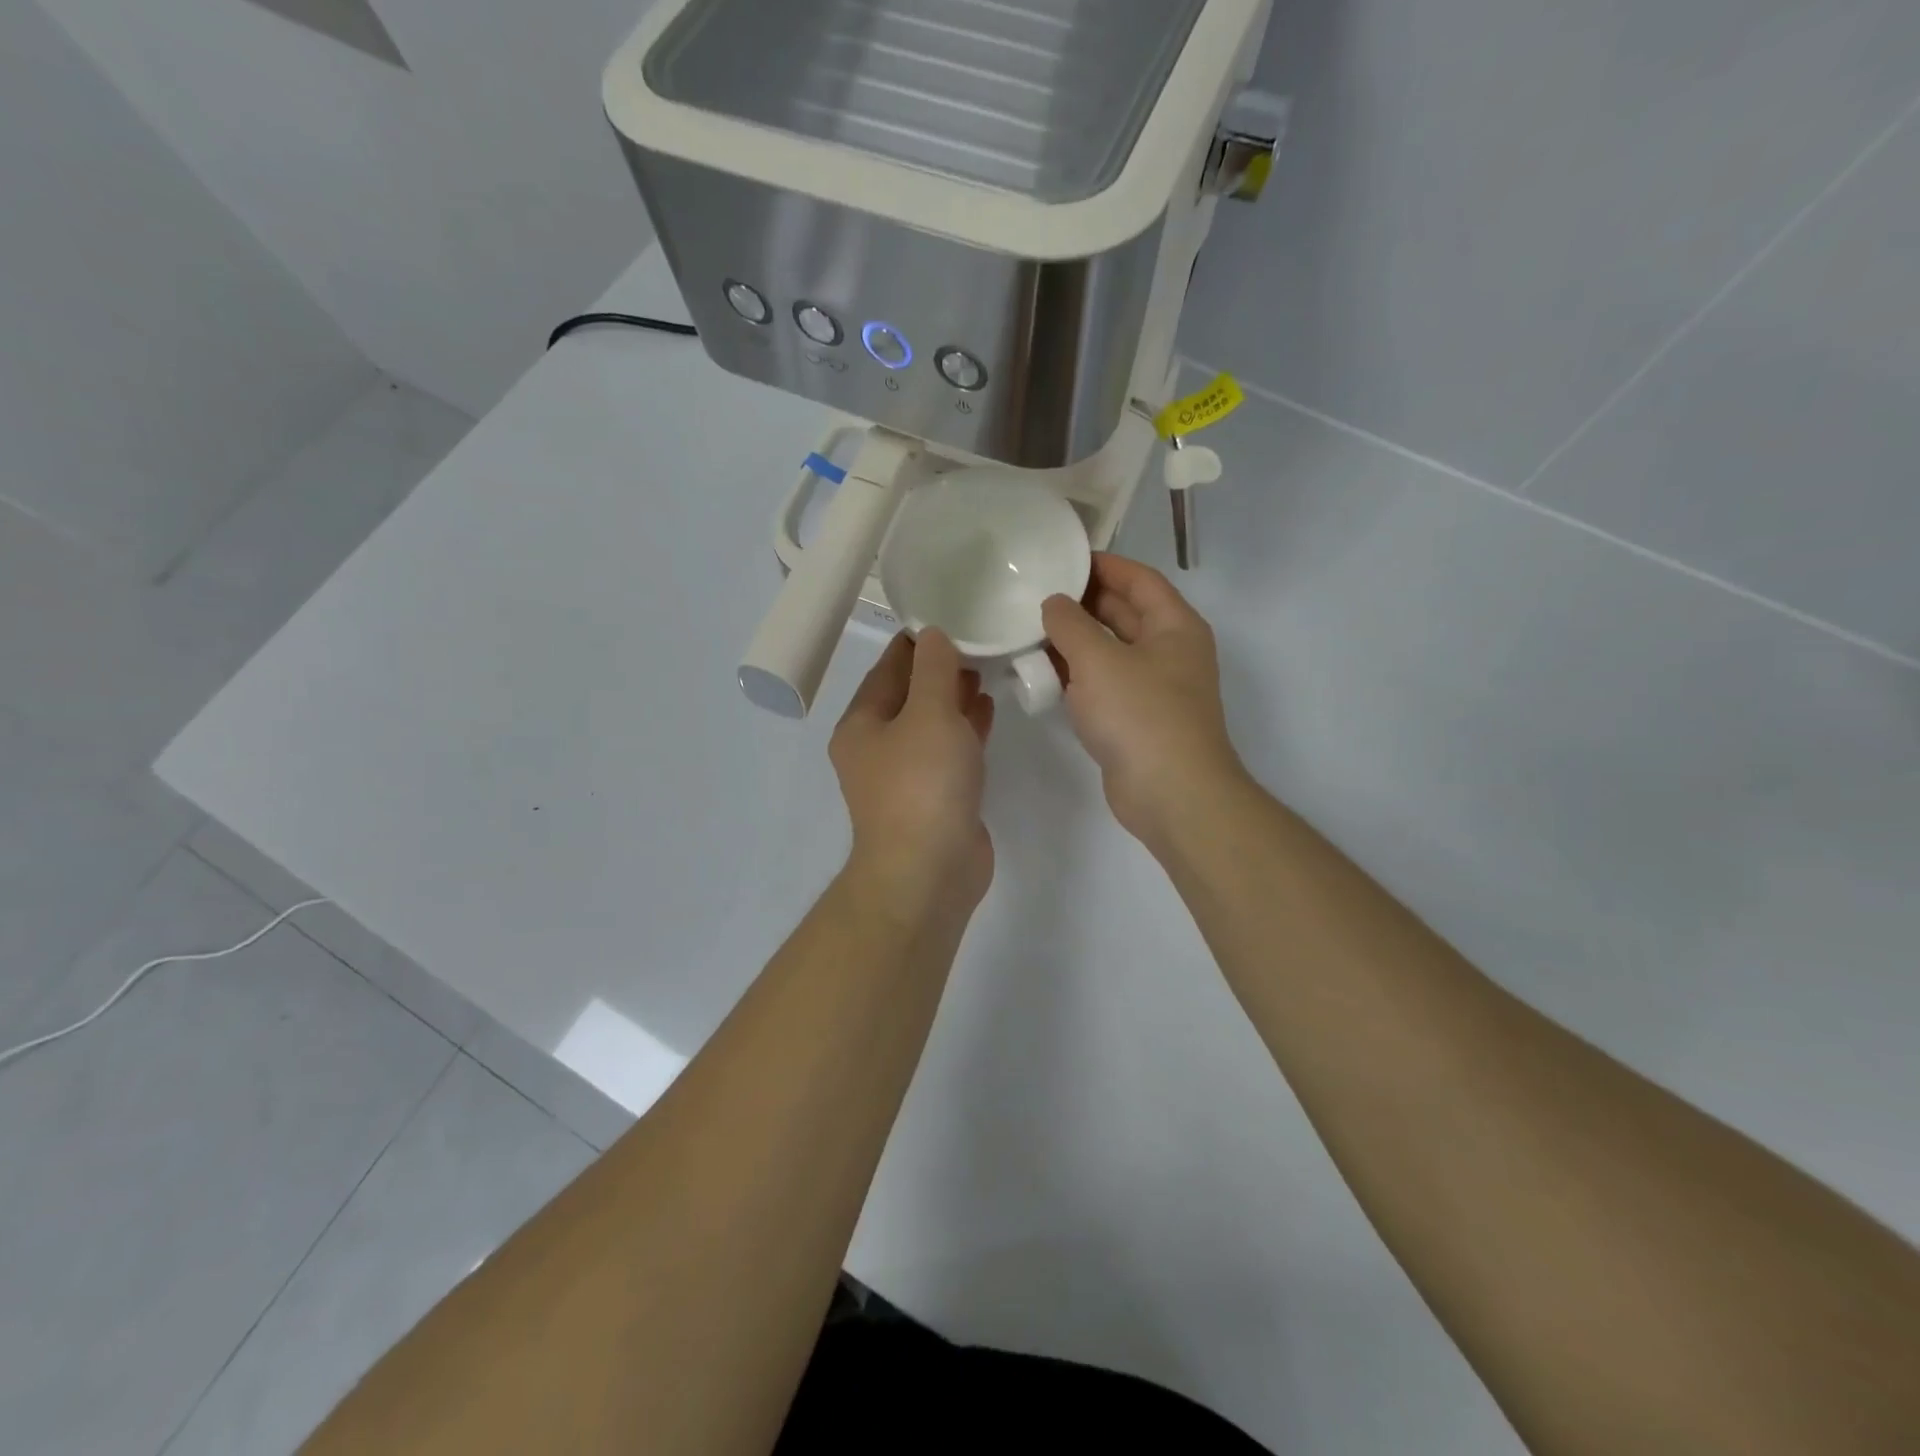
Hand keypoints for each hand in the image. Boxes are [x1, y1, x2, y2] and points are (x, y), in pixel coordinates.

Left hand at [831, 631, 996, 914]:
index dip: (916, 641)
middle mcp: (878, 748)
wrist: (929, 872)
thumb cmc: (922, 784)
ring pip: (932, 724)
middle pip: (910, 695)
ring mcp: (907, 776)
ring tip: (987, 667)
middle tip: (978, 638)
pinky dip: (966, 729)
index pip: (888, 668)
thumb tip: (933, 636)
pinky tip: (988, 708)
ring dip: (955, 698)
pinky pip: (949, 751)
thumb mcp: (929, 713)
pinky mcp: (936, 798)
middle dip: (940, 669)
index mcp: (862, 725)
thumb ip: (934, 670)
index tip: (949, 614)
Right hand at [1042, 554, 1247, 846]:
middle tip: (1034, 594)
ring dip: (1075, 643)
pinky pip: (1103, 686)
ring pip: (1109, 653)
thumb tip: (1053, 604)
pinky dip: (1076, 678)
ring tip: (1029, 630)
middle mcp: (1168, 652)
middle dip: (1082, 603)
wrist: (1171, 794)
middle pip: (1124, 614)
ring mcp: (1153, 689)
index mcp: (1174, 626)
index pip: (1139, 579)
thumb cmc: (1141, 715)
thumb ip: (1070, 624)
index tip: (1061, 558)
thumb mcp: (1099, 659)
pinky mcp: (1135, 721)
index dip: (1103, 564)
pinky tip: (1042, 675)